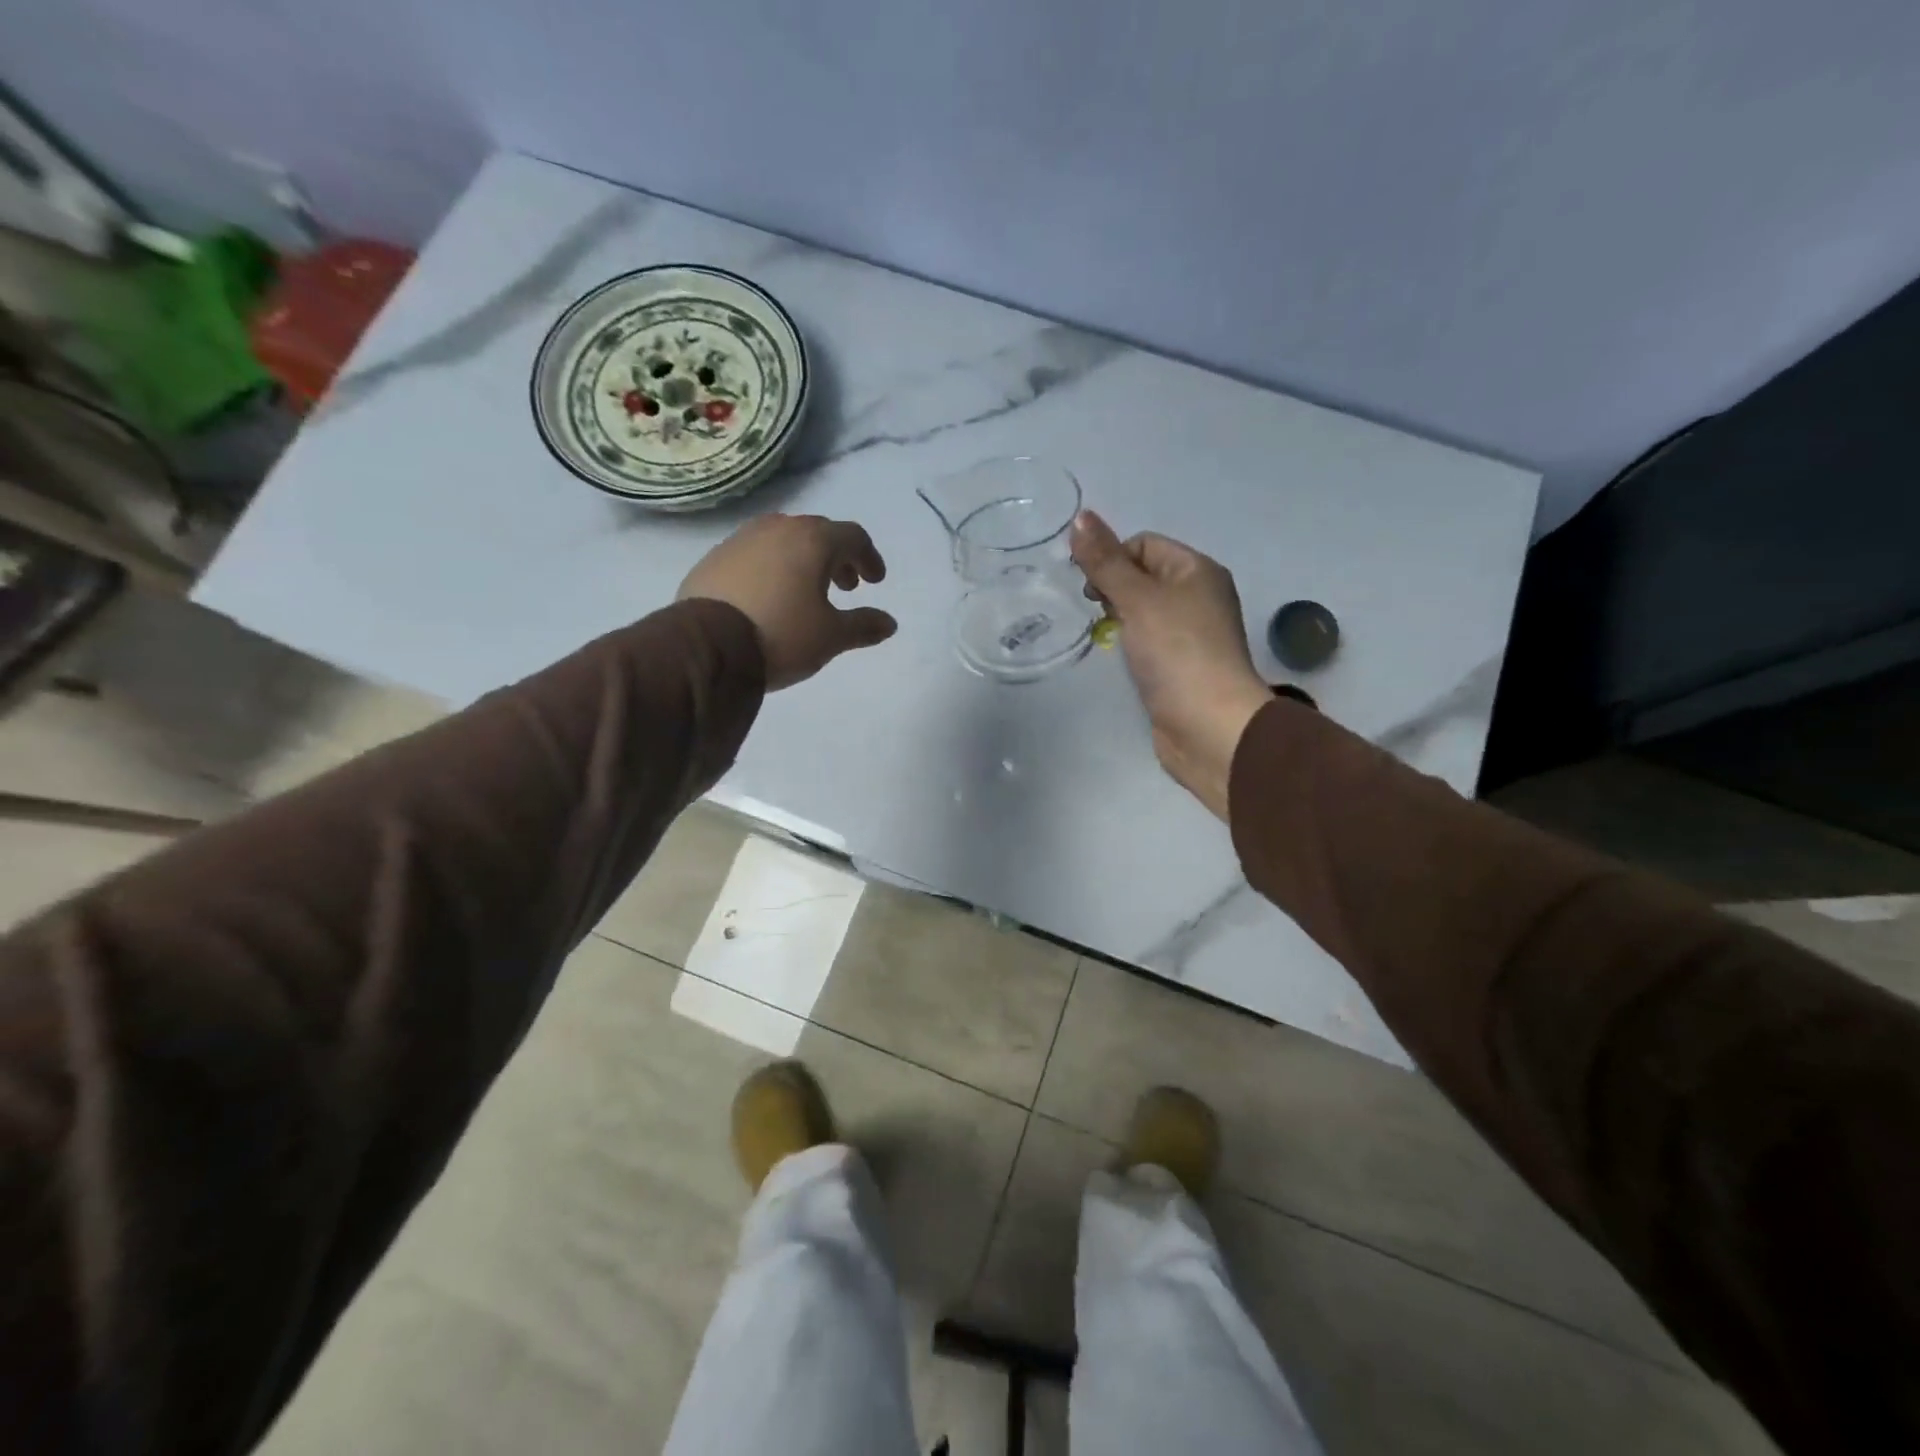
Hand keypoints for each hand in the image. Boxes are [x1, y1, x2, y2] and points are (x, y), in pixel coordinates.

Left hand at [678, 514, 896, 689]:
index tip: (874, 582)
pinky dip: (771, 568)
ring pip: (783, 540)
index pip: (853, 537)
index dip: (869, 558)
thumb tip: (889, 623)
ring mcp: (741, 540)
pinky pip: (754, 554)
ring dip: (802, 560)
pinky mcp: (714, 558)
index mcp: (813, 540)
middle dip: (837, 557)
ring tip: (805, 591)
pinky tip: (768, 596)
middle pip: (818, 533)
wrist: (706, 647)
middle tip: (844, 587)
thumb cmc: (782, 635)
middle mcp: (778, 529)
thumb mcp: (831, 637)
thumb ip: (863, 626)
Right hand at [1071, 510, 1273, 819]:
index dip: (1112, 557)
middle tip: (1096, 612)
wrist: (1209, 726)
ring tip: (1105, 636)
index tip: (1090, 588)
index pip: (1144, 544)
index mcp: (1197, 570)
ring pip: (1144, 610)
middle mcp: (1198, 596)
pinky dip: (1130, 644)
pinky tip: (1120, 658)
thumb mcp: (1138, 599)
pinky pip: (1149, 641)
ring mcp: (1191, 634)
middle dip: (1113, 587)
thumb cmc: (1177, 653)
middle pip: (1143, 576)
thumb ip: (1106, 561)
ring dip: (1119, 617)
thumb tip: (1080, 517)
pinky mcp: (1181, 666)